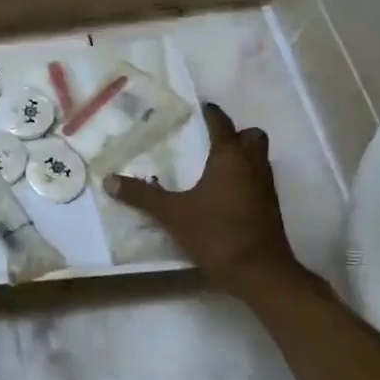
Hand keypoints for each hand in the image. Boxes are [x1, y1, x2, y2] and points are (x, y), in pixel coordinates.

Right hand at [104, 102, 306, 295]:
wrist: (258, 272)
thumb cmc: (216, 233)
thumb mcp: (172, 213)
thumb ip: (142, 195)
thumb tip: (109, 180)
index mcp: (230, 158)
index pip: (222, 124)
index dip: (212, 114)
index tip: (202, 107)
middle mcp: (253, 166)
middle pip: (253, 137)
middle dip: (237, 134)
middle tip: (213, 140)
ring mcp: (267, 188)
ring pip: (260, 159)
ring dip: (244, 157)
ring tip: (216, 167)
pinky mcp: (270, 209)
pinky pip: (260, 182)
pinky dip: (246, 180)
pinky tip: (225, 195)